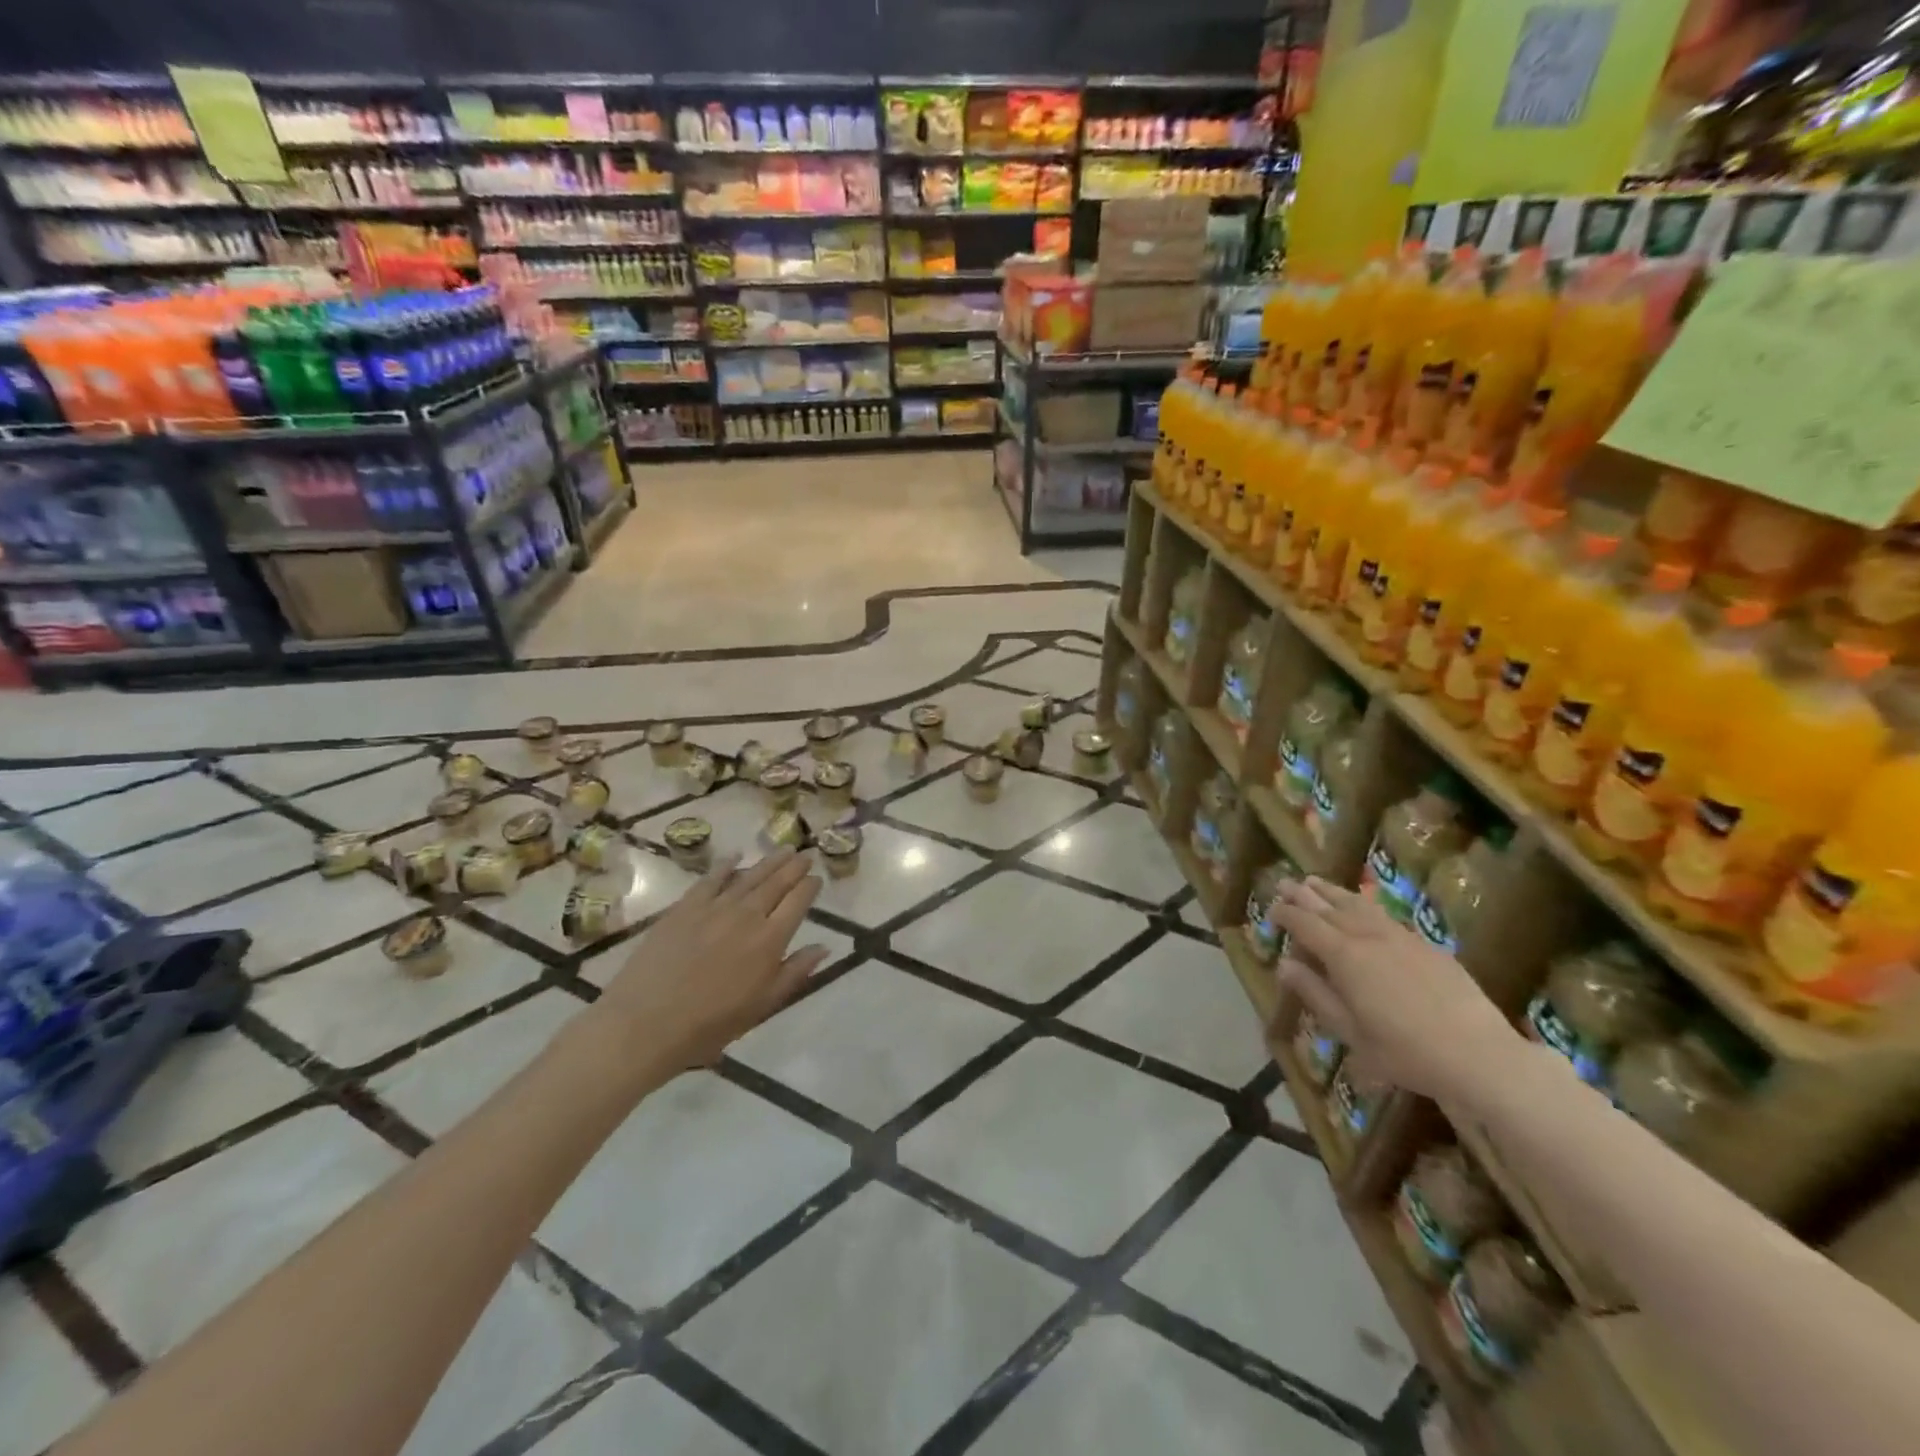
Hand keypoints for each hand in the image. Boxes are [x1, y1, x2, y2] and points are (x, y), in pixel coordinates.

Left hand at [590, 850, 827, 1070]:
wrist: (647, 1023)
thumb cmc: (710, 1024)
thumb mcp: (763, 1006)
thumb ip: (795, 972)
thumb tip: (824, 946)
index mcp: (770, 940)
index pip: (798, 902)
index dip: (810, 887)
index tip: (817, 877)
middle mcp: (747, 915)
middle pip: (776, 883)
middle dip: (794, 867)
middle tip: (805, 853)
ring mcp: (714, 907)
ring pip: (749, 876)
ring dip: (769, 861)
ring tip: (783, 849)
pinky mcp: (685, 907)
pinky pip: (711, 879)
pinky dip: (726, 866)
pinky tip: (735, 856)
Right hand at [1270, 876, 1519, 1104]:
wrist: (1480, 1056)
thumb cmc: (1405, 1052)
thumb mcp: (1350, 1032)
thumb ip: (1316, 994)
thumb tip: (1285, 964)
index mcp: (1344, 957)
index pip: (1306, 925)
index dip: (1286, 914)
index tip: (1271, 908)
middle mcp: (1369, 938)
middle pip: (1330, 908)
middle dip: (1304, 895)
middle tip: (1285, 882)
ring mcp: (1401, 938)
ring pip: (1359, 906)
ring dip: (1333, 892)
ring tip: (1315, 882)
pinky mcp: (1427, 946)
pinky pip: (1385, 916)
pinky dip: (1364, 906)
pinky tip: (1362, 908)